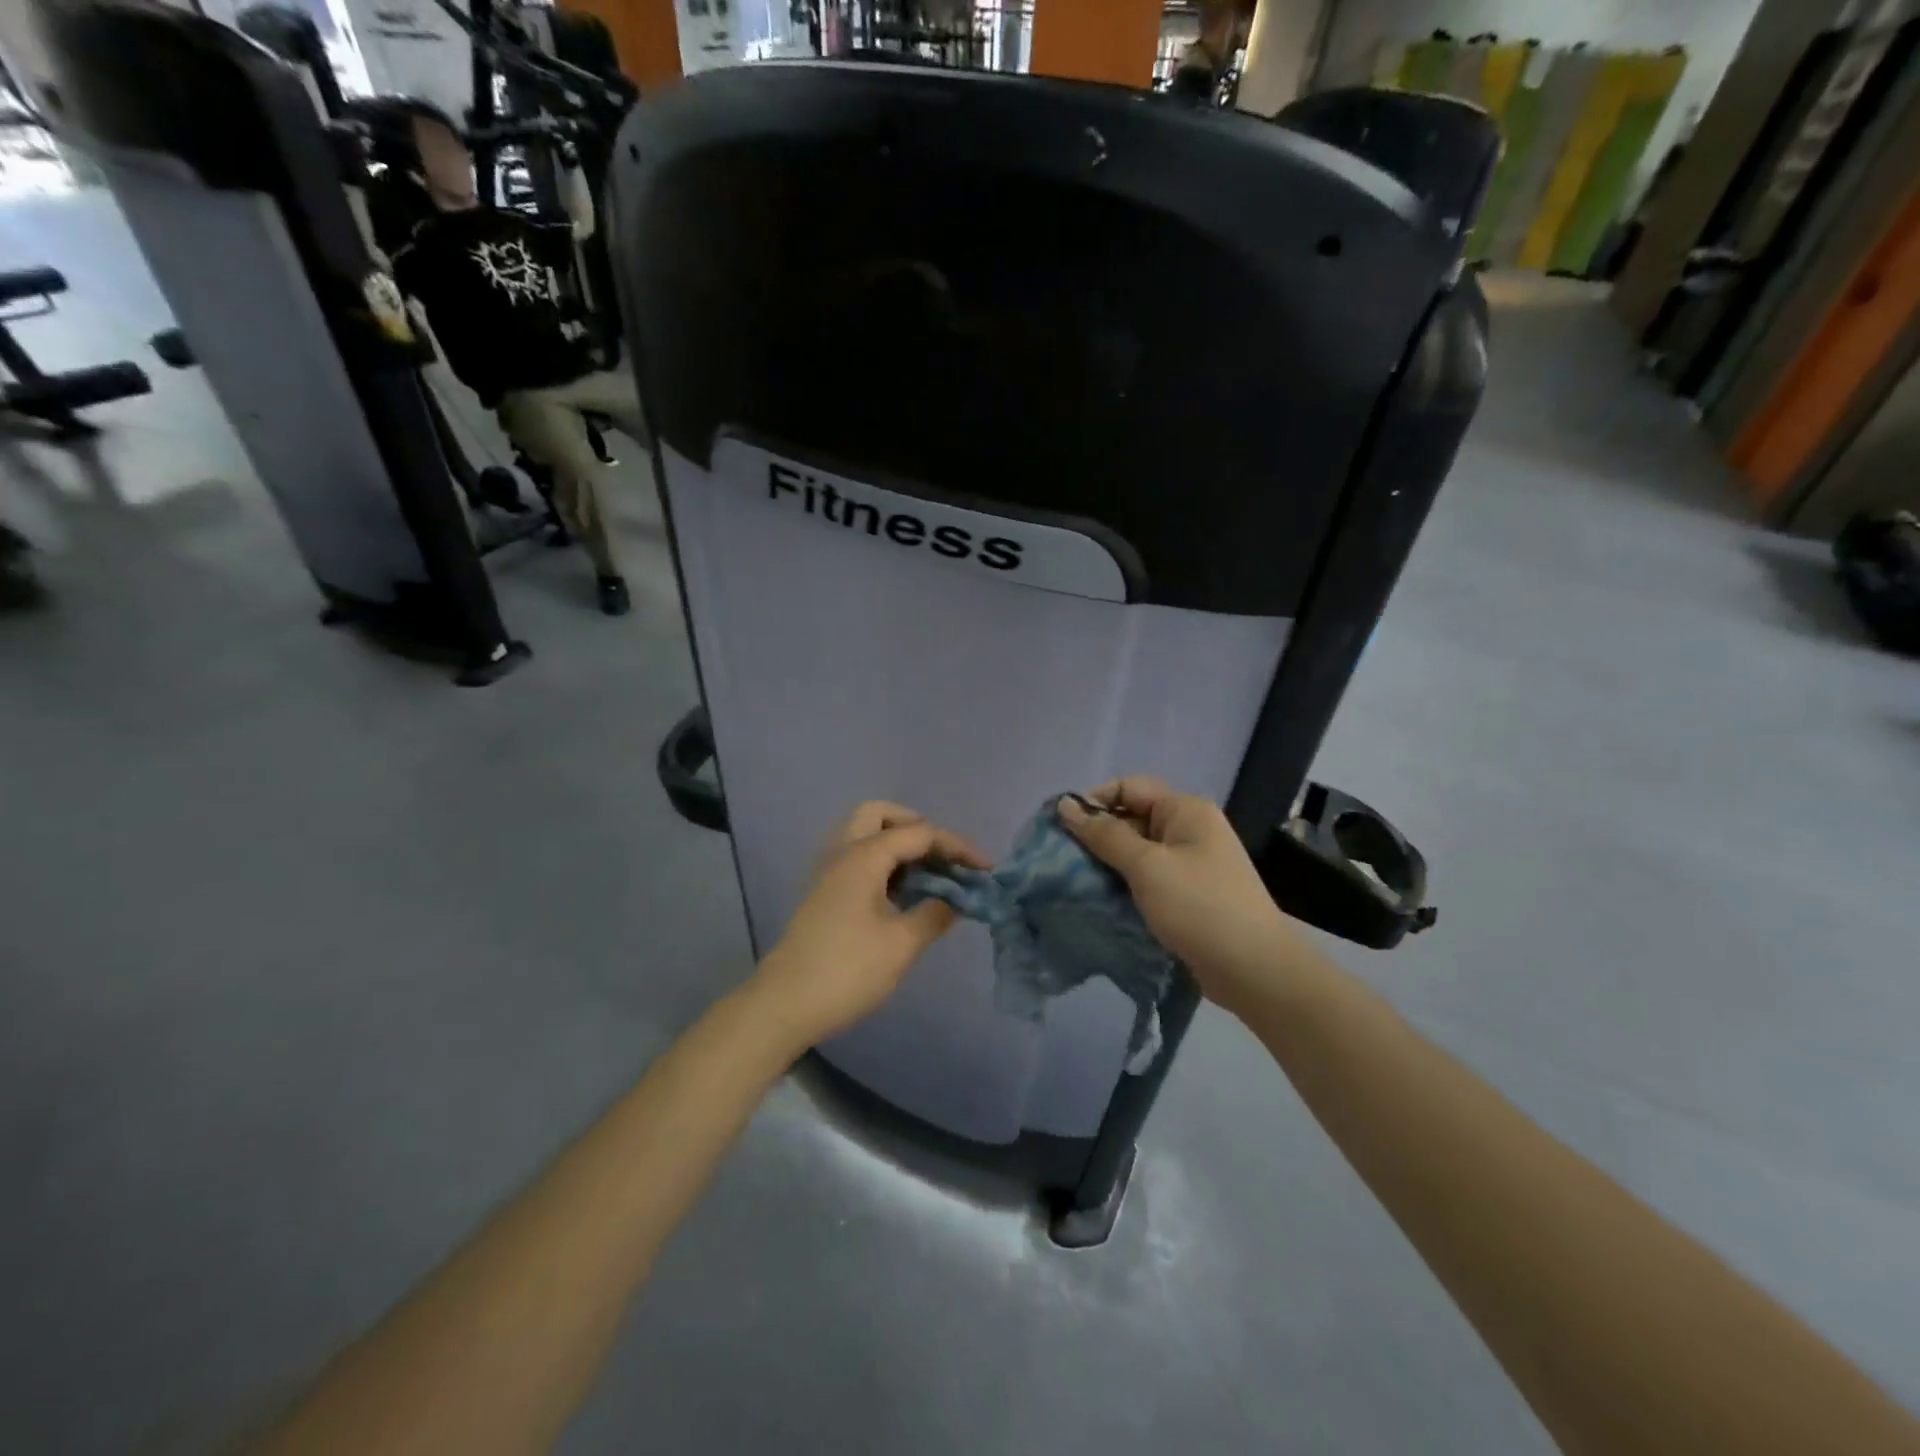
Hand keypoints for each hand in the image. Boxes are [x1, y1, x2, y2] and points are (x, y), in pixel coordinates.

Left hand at [749, 802, 987, 1047]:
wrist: (784, 1005)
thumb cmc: (847, 970)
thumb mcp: (901, 944)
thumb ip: (934, 914)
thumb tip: (956, 901)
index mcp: (863, 856)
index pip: (919, 833)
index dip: (957, 847)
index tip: (986, 869)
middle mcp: (843, 853)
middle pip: (880, 814)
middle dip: (916, 826)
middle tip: (942, 856)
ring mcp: (829, 873)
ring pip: (865, 835)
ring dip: (898, 844)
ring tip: (929, 876)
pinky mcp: (824, 895)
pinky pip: (858, 860)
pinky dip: (884, 864)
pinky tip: (904, 895)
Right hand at [1058, 778, 1314, 1013]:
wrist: (1255, 971)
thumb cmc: (1200, 908)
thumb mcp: (1147, 866)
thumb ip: (1105, 835)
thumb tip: (1066, 805)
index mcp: (1185, 810)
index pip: (1128, 788)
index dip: (1093, 802)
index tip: (1061, 828)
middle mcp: (1189, 829)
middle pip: (1131, 818)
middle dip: (1097, 835)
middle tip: (1062, 860)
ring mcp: (1190, 862)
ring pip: (1137, 851)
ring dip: (1107, 863)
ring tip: (1075, 881)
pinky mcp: (1188, 893)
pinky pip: (1147, 877)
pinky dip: (1124, 884)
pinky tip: (1101, 900)